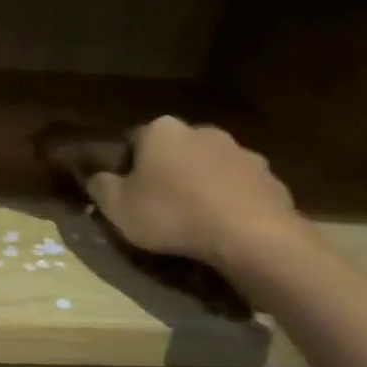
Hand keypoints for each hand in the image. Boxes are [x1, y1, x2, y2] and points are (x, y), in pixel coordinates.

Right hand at [86, 115, 303, 271]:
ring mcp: (241, 152)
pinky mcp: (269, 178)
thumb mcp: (117, 207)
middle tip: (157, 206)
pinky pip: (238, 188)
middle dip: (166, 172)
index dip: (126, 167)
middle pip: (174, 151)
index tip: (125, 193)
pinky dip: (228, 202)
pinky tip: (222, 227)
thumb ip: (100, 188)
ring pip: (209, 168)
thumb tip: (96, 179)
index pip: (133, 141)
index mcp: (161, 131)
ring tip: (192, 220)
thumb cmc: (171, 214)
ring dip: (199, 186)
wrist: (249, 235)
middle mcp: (202, 131)